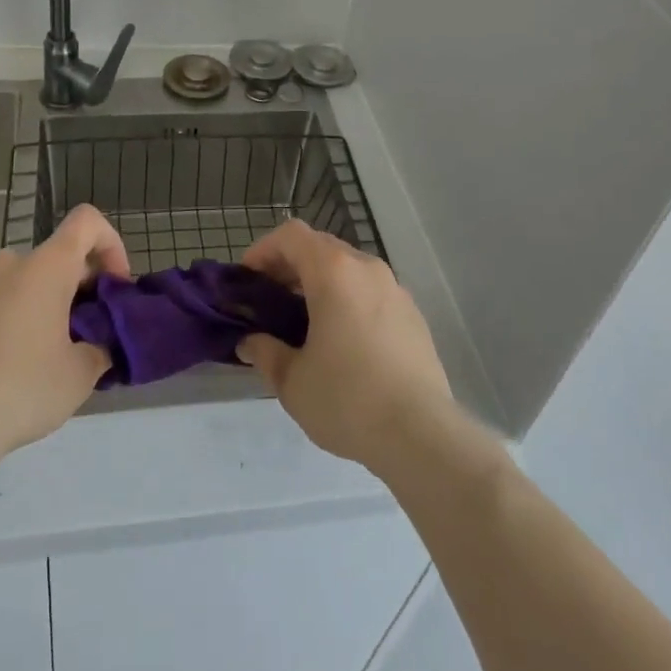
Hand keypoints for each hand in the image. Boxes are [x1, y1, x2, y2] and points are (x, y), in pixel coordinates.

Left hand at [0, 204, 129, 472]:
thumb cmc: (22, 389)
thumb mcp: (80, 375)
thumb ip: (99, 347)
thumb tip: (98, 345)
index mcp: (46, 267)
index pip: (87, 221)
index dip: (109, 244)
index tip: (112, 286)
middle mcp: (8, 263)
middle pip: (54, 258)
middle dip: (74, 289)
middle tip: (80, 336)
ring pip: (18, 283)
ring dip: (36, 305)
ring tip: (36, 357)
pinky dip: (1, 322)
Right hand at [236, 220, 456, 477]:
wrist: (422, 435)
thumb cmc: (348, 399)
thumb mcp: (292, 381)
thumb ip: (265, 352)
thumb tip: (250, 342)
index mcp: (334, 272)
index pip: (291, 235)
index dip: (264, 250)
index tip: (248, 281)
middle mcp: (367, 268)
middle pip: (320, 247)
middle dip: (290, 267)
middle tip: (270, 302)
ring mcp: (395, 289)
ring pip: (348, 269)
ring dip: (320, 284)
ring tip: (304, 324)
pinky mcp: (413, 315)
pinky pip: (371, 292)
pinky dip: (349, 301)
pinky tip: (343, 343)